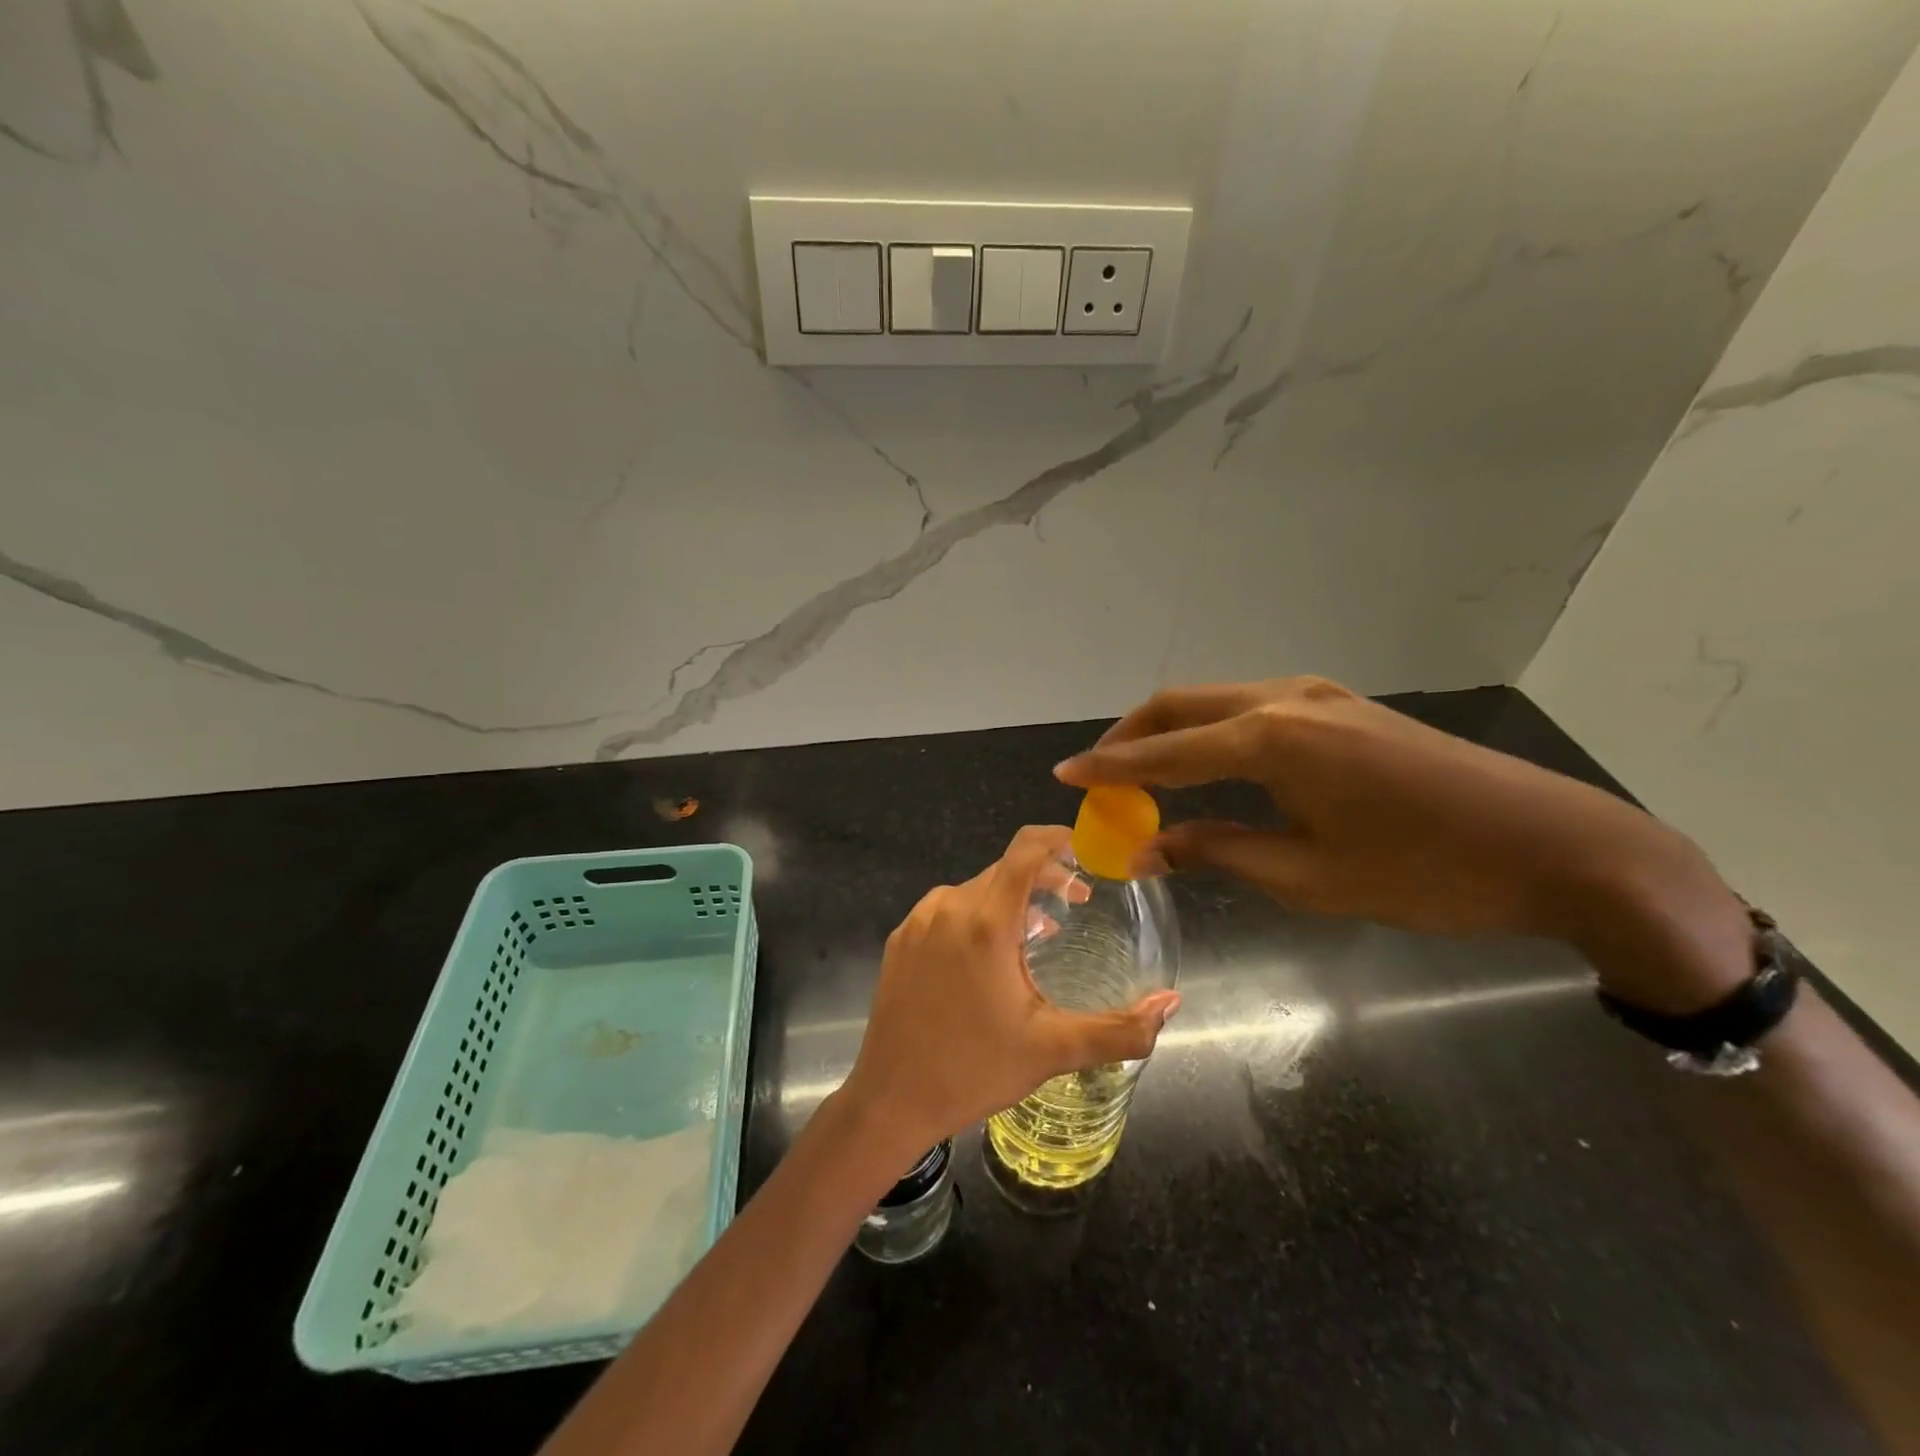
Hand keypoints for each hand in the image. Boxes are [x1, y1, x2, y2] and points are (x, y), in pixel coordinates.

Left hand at [838, 825, 1179, 1160]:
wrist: (889, 1100)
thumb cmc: (974, 1070)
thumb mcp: (1053, 1050)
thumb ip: (1120, 1029)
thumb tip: (1171, 1003)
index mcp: (985, 922)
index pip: (1025, 849)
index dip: (1058, 838)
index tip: (1086, 849)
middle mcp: (948, 907)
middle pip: (1004, 869)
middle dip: (1044, 877)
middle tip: (1075, 904)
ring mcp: (917, 921)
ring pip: (975, 889)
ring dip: (1010, 899)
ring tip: (1037, 935)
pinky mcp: (899, 939)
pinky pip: (947, 909)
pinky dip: (976, 915)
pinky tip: (987, 956)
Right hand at [1055, 678, 1751, 1011]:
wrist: (1557, 847)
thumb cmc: (1424, 873)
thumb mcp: (1308, 876)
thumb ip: (1217, 851)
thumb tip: (1147, 849)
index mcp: (1269, 740)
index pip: (1163, 752)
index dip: (1107, 768)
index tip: (1063, 776)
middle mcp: (1283, 699)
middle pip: (1179, 705)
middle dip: (1129, 738)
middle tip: (1097, 776)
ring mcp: (1317, 695)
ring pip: (1214, 700)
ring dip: (1170, 732)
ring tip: (1143, 773)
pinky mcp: (1342, 705)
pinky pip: (1250, 707)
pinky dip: (1211, 731)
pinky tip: (1208, 764)